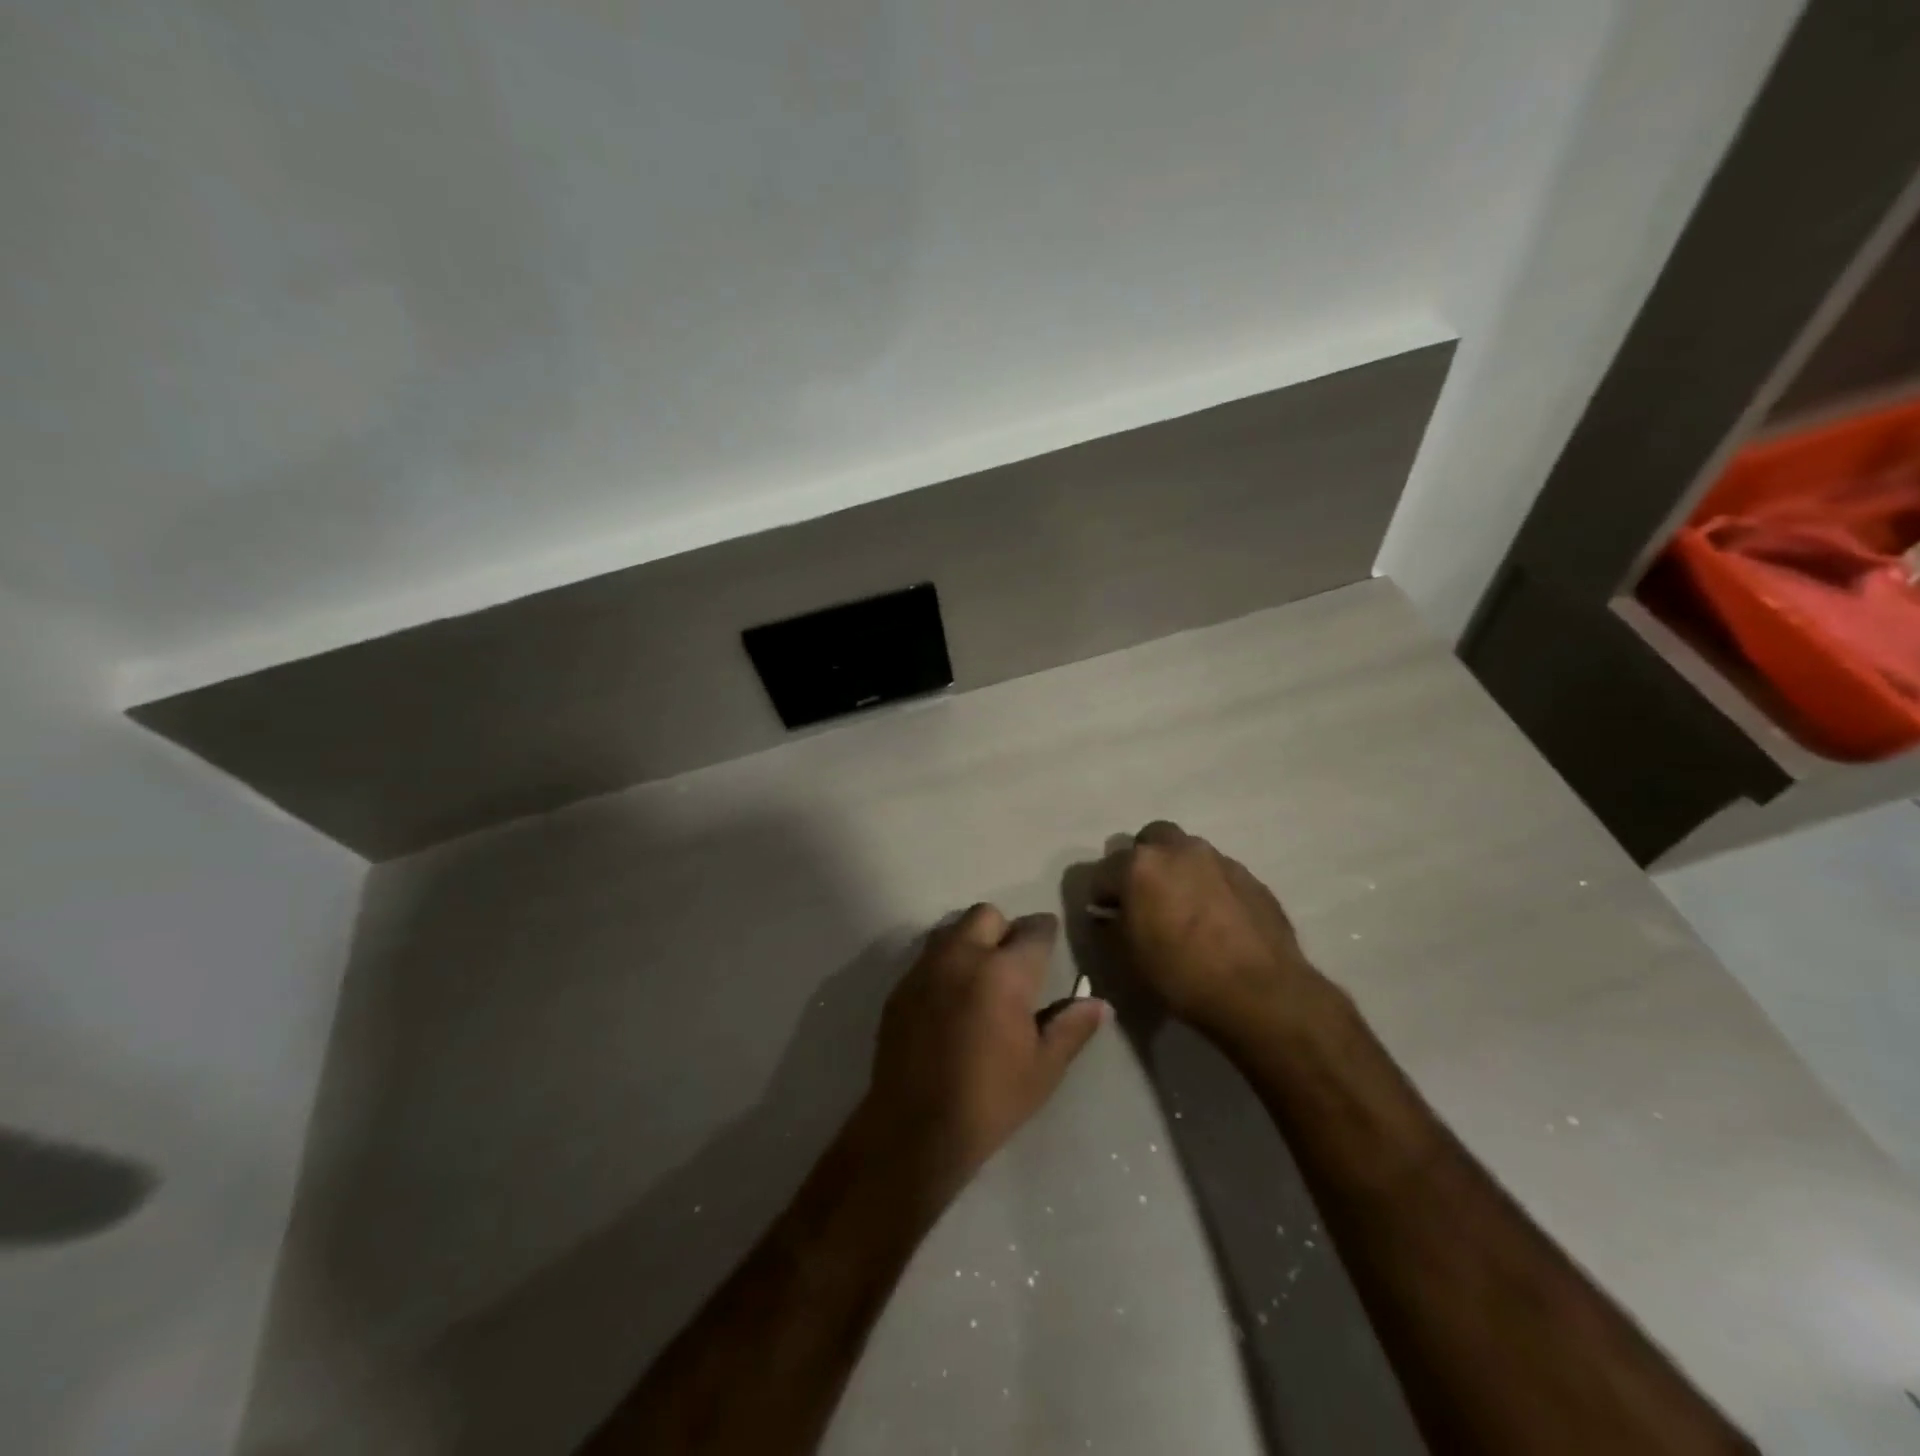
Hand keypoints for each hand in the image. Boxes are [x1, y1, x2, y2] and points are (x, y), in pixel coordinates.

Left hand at [861, 905, 1108, 1200]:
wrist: (915, 1128)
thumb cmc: (990, 1099)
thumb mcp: (1043, 1068)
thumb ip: (1072, 1027)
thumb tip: (1100, 1004)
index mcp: (1005, 972)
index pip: (1034, 930)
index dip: (1046, 933)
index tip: (1050, 944)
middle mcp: (963, 956)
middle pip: (986, 915)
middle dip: (1005, 929)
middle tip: (1013, 963)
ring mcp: (926, 968)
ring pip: (952, 929)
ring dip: (971, 941)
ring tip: (980, 977)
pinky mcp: (901, 987)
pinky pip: (928, 957)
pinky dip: (945, 964)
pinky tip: (950, 1000)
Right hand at [1091, 821, 1337, 1042]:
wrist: (1260, 992)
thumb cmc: (1181, 974)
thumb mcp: (1129, 957)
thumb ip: (1114, 924)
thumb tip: (1113, 913)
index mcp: (1140, 865)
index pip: (1104, 871)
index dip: (1102, 895)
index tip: (1108, 917)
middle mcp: (1178, 850)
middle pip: (1150, 839)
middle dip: (1143, 862)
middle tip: (1146, 896)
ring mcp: (1218, 859)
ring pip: (1187, 852)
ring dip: (1178, 870)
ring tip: (1184, 907)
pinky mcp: (1250, 877)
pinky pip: (1218, 872)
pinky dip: (1209, 886)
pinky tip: (1215, 919)